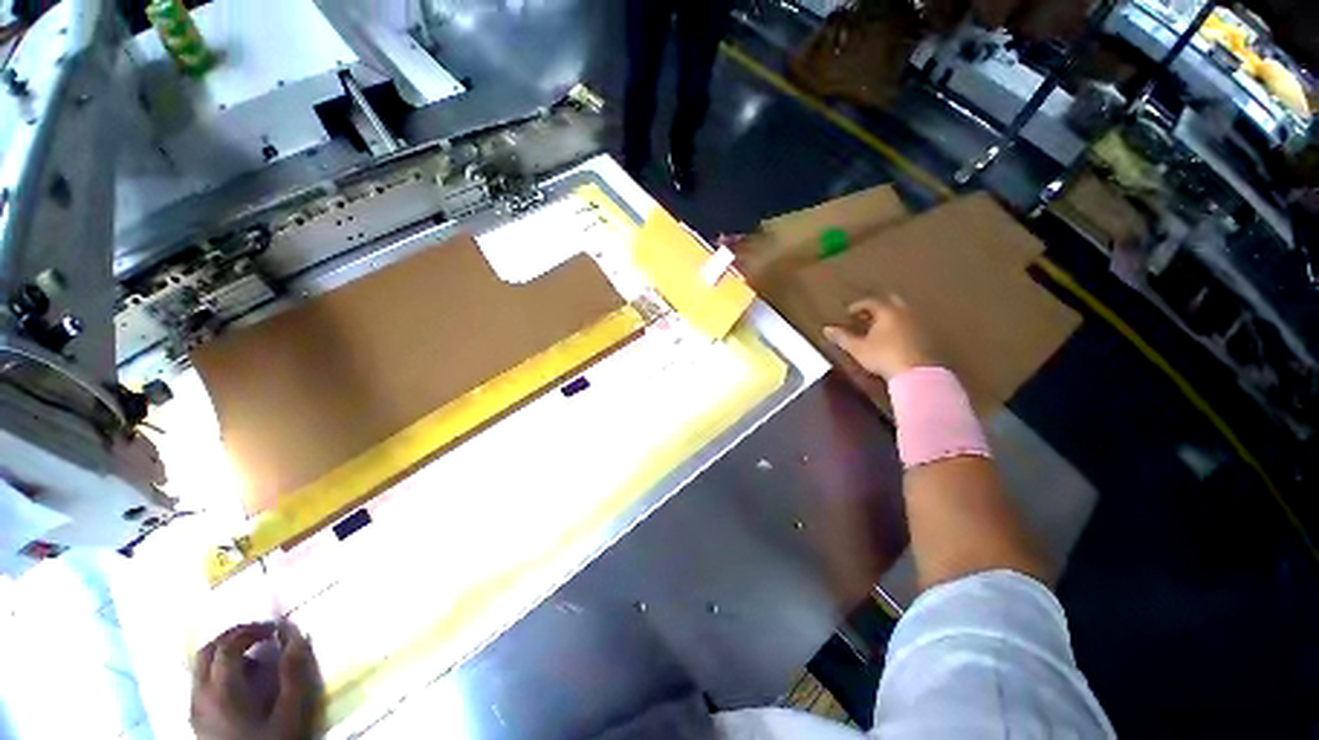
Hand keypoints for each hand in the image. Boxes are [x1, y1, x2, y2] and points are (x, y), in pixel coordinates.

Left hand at [191, 622, 322, 739]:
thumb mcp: (290, 711)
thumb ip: (293, 673)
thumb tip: (296, 635)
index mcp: (222, 690)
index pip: (228, 645)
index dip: (251, 630)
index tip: (276, 629)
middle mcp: (201, 695)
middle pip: (206, 652)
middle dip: (232, 636)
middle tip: (260, 634)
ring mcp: (195, 709)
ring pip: (200, 668)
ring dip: (224, 654)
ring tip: (253, 657)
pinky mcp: (197, 721)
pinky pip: (200, 685)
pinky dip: (218, 672)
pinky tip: (239, 683)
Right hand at [822, 296, 934, 380]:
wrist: (916, 373)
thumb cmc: (883, 356)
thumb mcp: (858, 348)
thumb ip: (842, 337)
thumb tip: (827, 329)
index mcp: (887, 311)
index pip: (871, 301)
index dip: (857, 306)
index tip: (848, 313)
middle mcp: (904, 312)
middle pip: (890, 301)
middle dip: (876, 307)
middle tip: (864, 316)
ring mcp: (918, 323)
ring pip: (902, 312)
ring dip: (889, 316)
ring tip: (877, 327)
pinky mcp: (926, 335)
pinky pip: (910, 323)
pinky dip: (899, 325)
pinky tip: (892, 337)